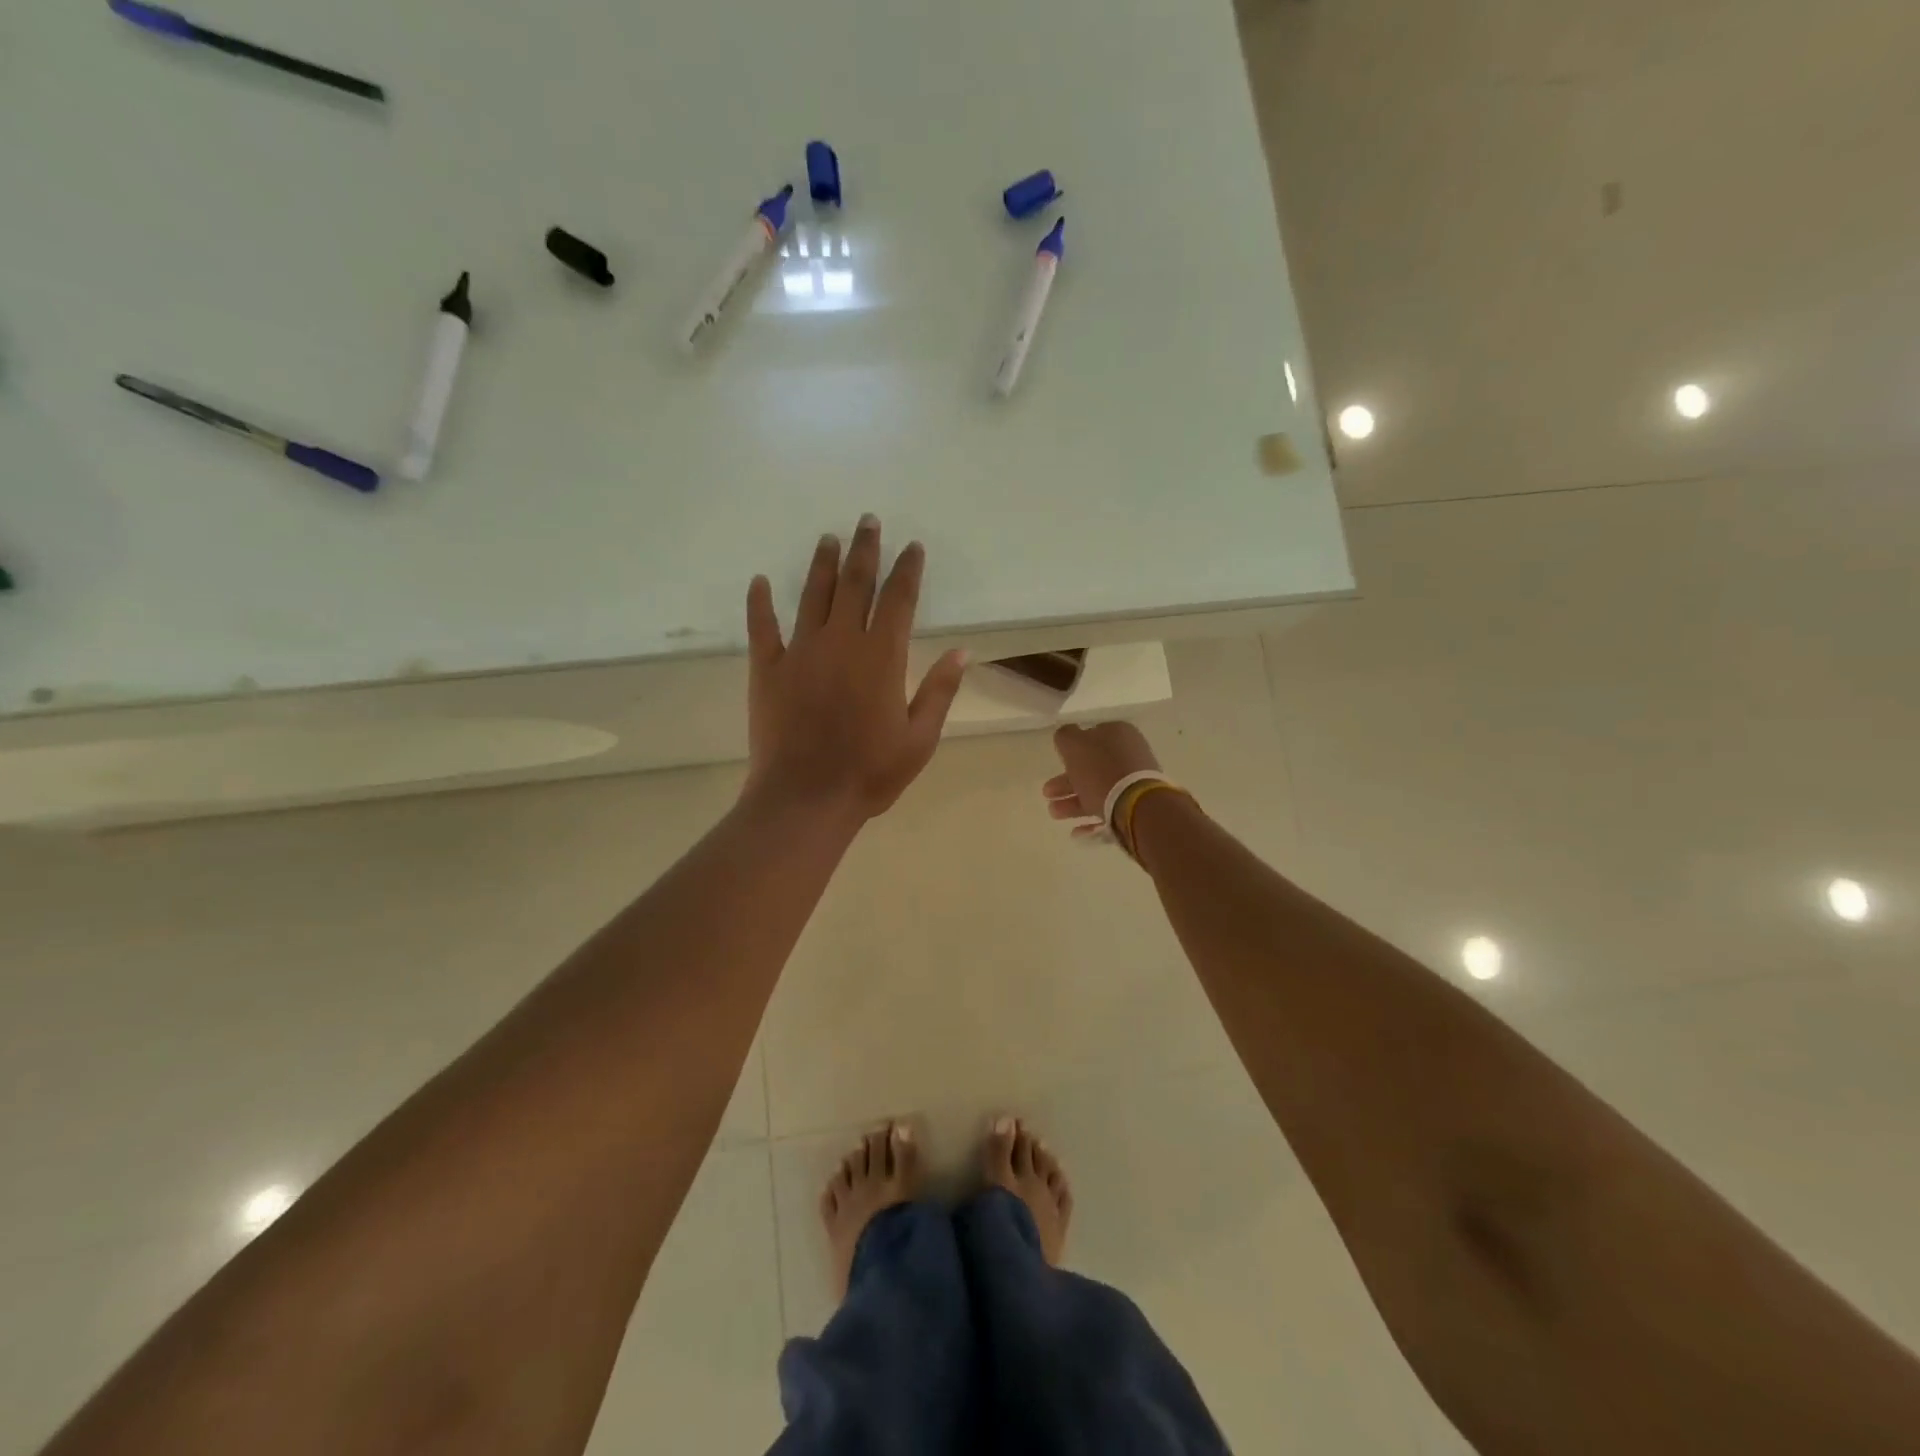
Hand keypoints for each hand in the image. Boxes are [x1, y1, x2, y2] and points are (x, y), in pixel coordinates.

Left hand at [744, 516, 968, 823]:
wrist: (805, 798)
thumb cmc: (870, 772)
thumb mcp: (920, 738)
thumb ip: (940, 690)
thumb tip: (962, 651)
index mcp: (882, 656)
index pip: (898, 599)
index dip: (907, 570)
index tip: (912, 547)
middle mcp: (841, 641)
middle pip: (855, 583)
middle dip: (865, 549)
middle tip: (868, 521)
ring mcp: (800, 651)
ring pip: (812, 595)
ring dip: (822, 564)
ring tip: (829, 538)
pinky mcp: (767, 669)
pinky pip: (762, 627)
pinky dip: (760, 602)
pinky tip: (760, 581)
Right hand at [1042, 722, 1162, 838]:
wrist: (1136, 806)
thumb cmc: (1101, 770)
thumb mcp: (1074, 744)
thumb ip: (1065, 736)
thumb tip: (1067, 736)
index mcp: (1118, 734)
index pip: (1091, 737)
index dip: (1072, 750)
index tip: (1057, 763)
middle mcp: (1129, 755)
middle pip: (1092, 767)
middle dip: (1066, 782)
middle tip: (1047, 793)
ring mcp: (1135, 782)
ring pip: (1098, 790)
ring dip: (1073, 802)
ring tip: (1054, 813)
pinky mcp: (1137, 806)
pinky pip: (1110, 810)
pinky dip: (1092, 819)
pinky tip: (1076, 832)